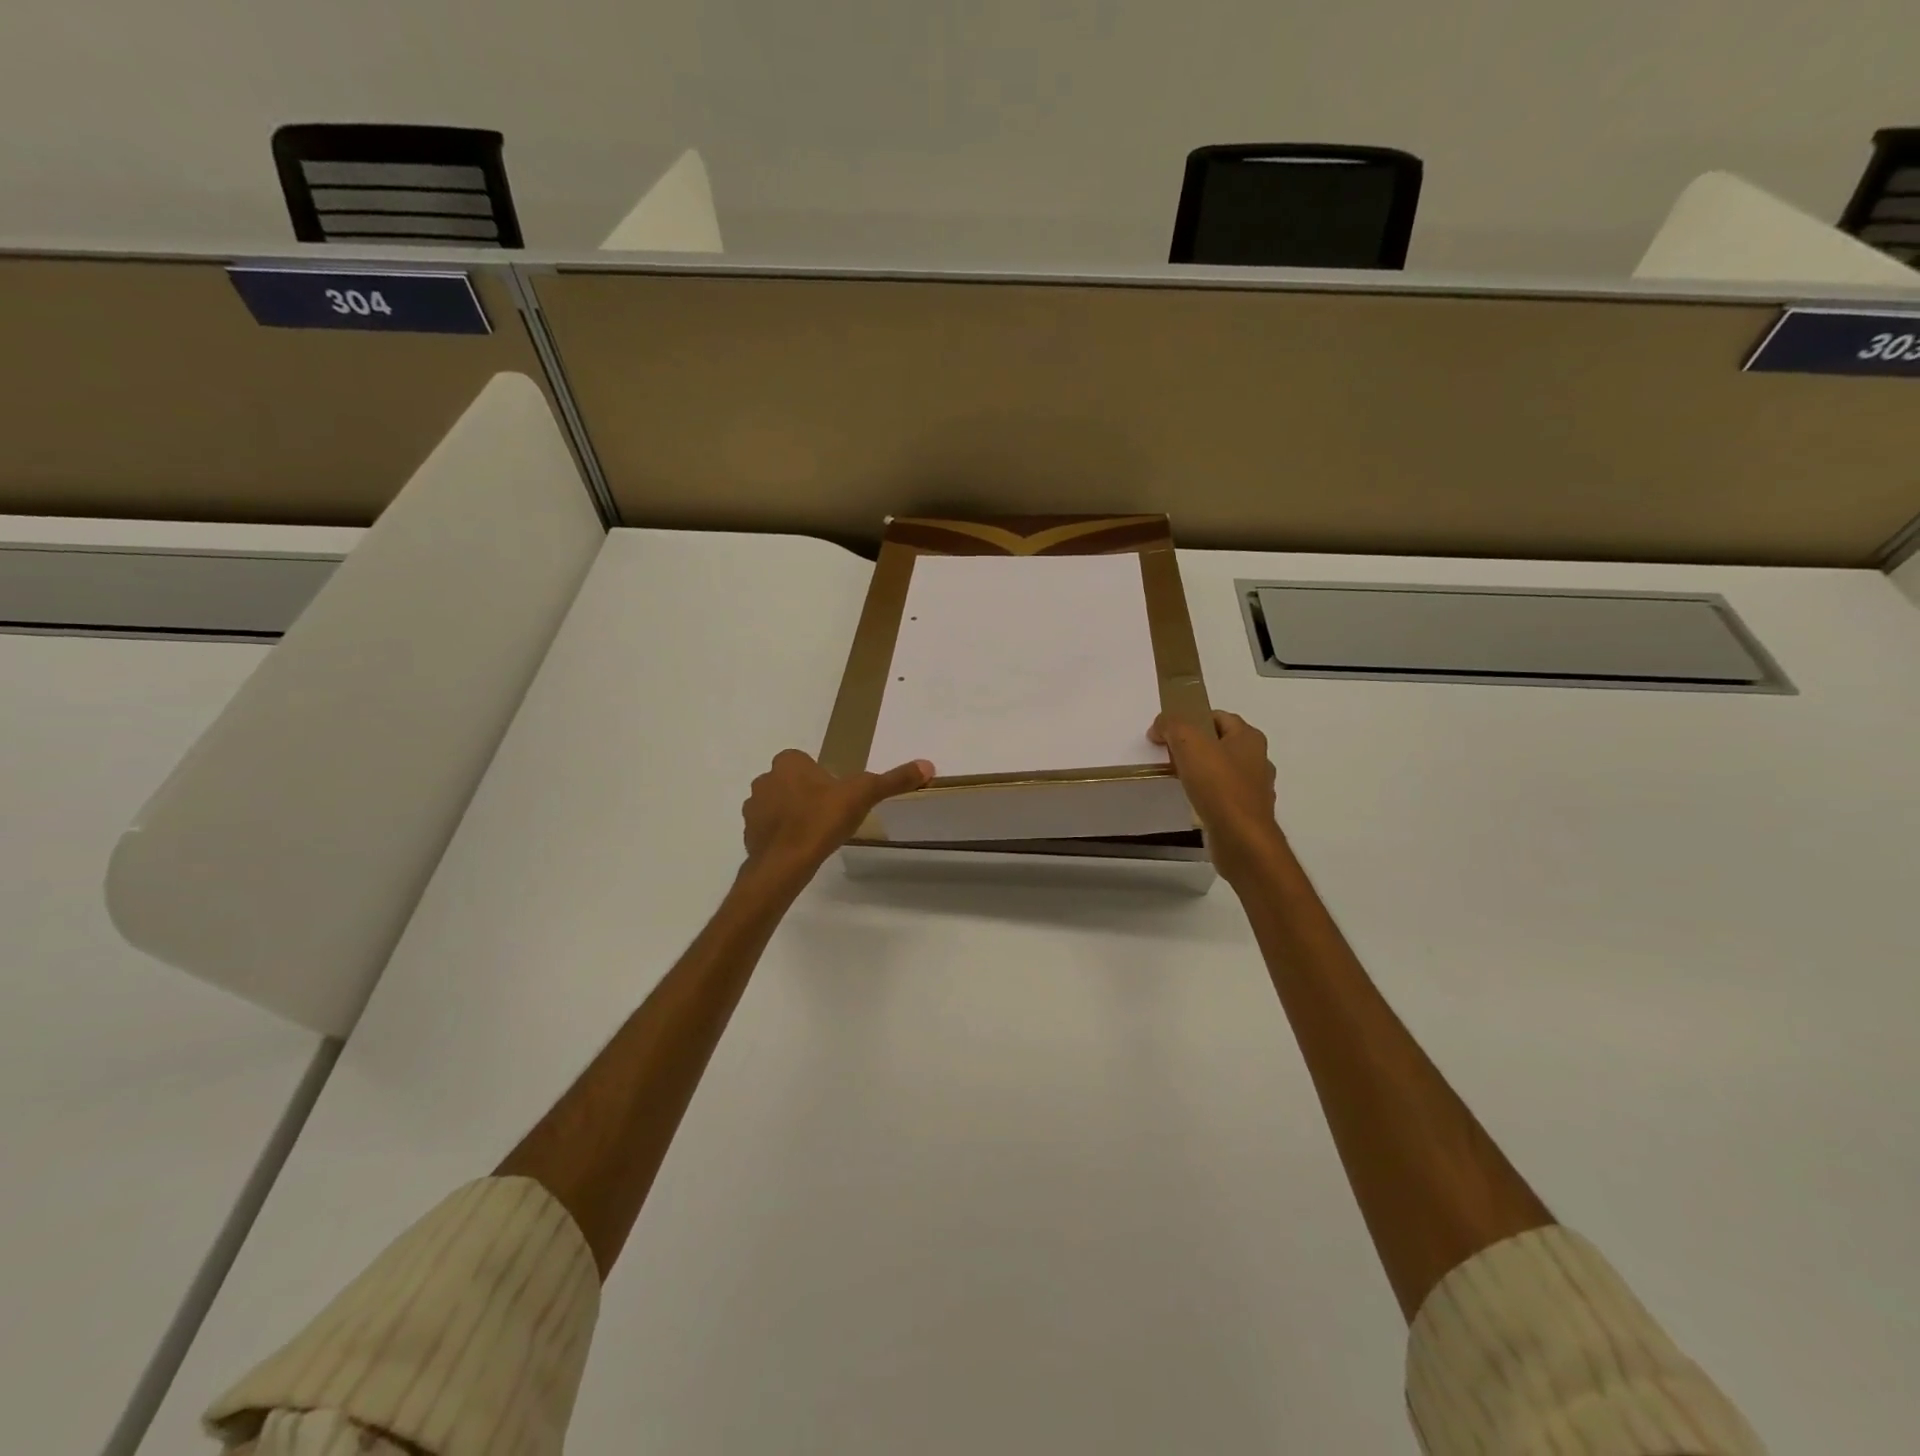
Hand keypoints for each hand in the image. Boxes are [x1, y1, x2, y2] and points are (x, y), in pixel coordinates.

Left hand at [741, 749, 933, 887]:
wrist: (785, 862)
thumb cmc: (822, 820)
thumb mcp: (864, 795)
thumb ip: (893, 780)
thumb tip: (927, 765)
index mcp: (788, 762)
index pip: (806, 762)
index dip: (823, 777)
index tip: (838, 795)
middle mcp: (765, 779)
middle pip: (792, 782)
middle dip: (807, 794)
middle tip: (829, 815)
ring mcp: (753, 807)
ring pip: (777, 805)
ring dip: (792, 814)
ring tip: (815, 833)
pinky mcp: (748, 833)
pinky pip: (768, 829)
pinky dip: (781, 835)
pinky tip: (799, 848)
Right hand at [1149, 710, 1286, 884]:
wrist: (1242, 840)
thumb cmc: (1219, 786)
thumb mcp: (1190, 744)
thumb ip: (1172, 726)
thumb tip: (1159, 727)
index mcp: (1249, 738)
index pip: (1219, 717)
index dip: (1192, 718)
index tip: (1168, 731)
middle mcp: (1257, 760)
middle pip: (1220, 743)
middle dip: (1194, 746)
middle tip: (1168, 754)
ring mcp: (1255, 789)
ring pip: (1222, 770)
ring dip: (1200, 771)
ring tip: (1175, 778)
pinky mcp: (1247, 813)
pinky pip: (1222, 796)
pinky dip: (1206, 795)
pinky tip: (1190, 802)